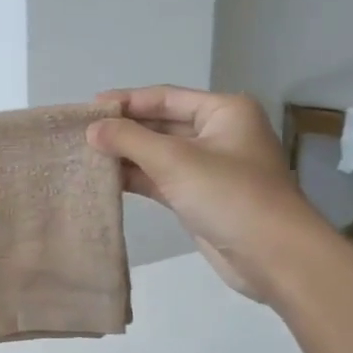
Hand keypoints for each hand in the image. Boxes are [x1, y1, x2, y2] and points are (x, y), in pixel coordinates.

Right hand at [87, 87, 326, 299]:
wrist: (273, 256)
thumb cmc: (229, 195)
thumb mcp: (175, 160)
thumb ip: (129, 140)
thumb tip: (91, 129)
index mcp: (223, 111)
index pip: (165, 97)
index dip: (125, 101)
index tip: (87, 109)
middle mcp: (218, 133)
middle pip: (161, 123)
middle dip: (123, 129)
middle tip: (80, 134)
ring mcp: (209, 167)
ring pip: (158, 154)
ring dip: (125, 155)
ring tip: (84, 156)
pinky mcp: (199, 197)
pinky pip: (160, 179)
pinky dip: (135, 178)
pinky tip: (105, 179)